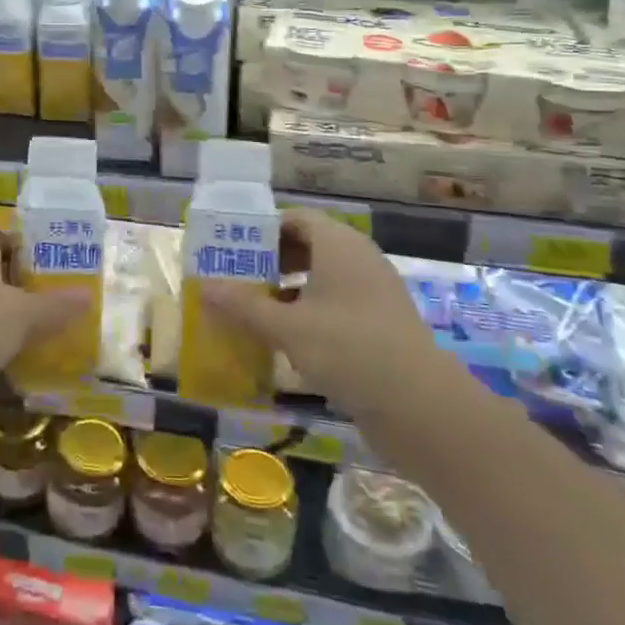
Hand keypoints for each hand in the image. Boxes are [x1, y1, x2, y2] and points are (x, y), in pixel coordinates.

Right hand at [200, 209, 462, 424]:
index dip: (262, 230)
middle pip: (308, 245)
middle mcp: (358, 258)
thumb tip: (202, 288)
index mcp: (338, 244)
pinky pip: (338, 304)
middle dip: (271, 261)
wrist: (422, 406)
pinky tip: (287, 339)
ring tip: (255, 309)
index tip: (232, 249)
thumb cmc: (348, 349)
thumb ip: (243, 306)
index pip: (295, 219)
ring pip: (322, 277)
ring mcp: (374, 292)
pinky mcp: (381, 323)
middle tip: (237, 279)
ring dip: (288, 289)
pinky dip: (310, 312)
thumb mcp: (286, 327)